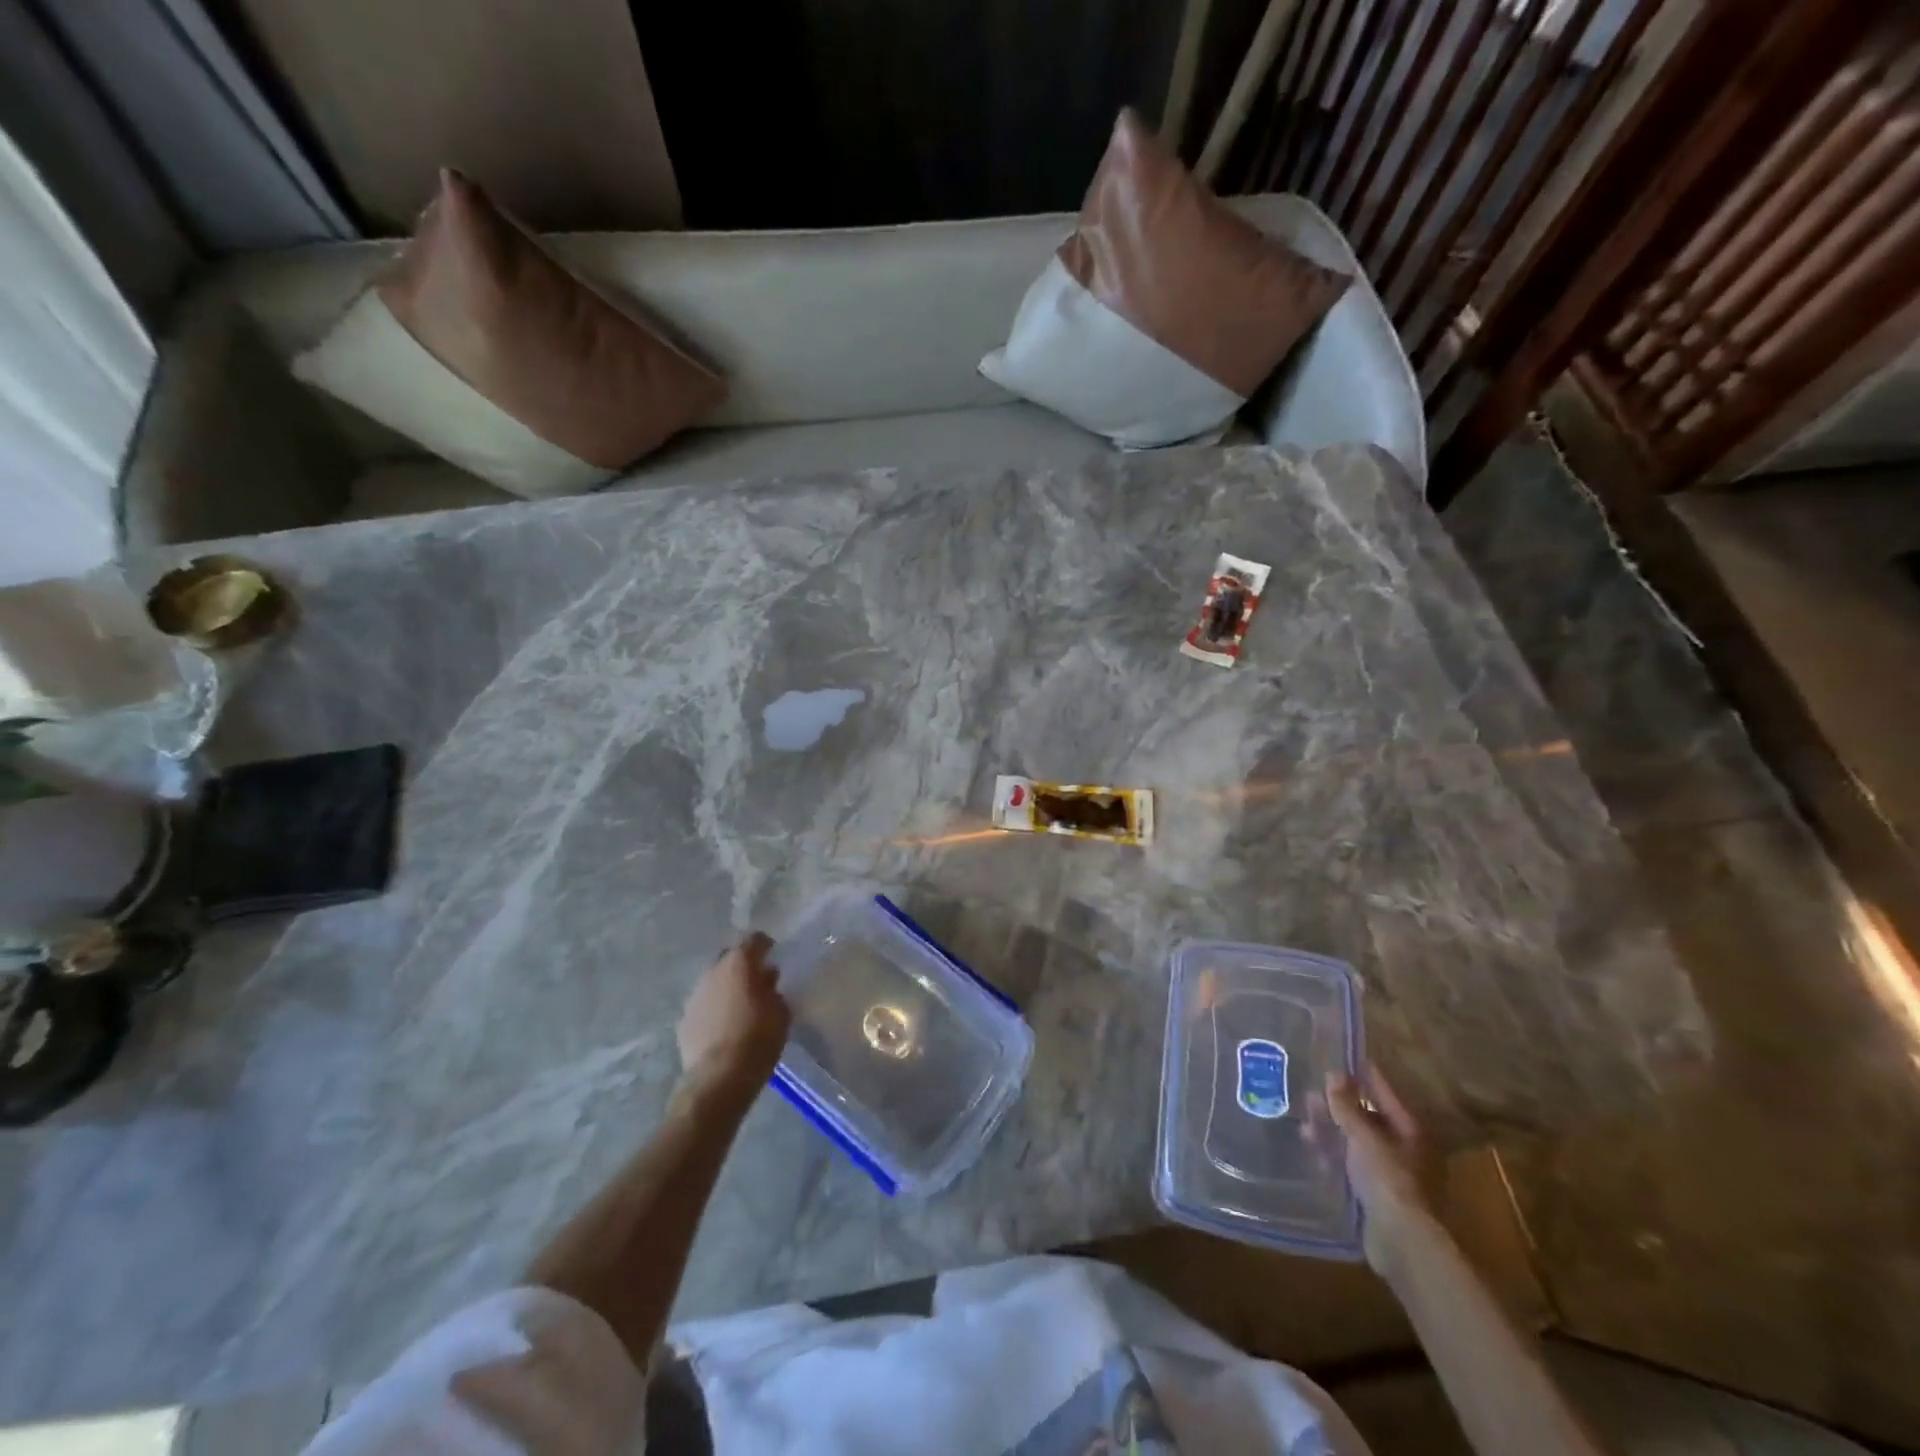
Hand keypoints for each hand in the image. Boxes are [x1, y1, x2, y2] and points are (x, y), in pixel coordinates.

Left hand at [678, 933, 790, 1092]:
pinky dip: (714, 1009)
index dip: (765, 945)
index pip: (754, 940)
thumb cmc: (759, 1037)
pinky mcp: (684, 1020)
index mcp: (739, 963)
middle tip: (757, 980)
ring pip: (714, 982)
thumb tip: (765, 979)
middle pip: (729, 958)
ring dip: (726, 988)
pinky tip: (725, 1026)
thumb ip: (772, 989)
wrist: (720, 1076)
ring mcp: (695, 996)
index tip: (773, 953)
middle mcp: (713, 972)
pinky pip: (704, 1005)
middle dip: (742, 965)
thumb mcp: (781, 1011)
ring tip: (740, 1005)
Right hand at [1326, 1068, 1444, 1268]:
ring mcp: (1391, 1173)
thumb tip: (1333, 1073)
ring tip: (1304, 1123)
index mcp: (1410, 1130)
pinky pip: (1351, 1165)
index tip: (1338, 1057)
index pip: (1383, 1091)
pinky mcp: (1377, 1195)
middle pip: (1368, 1118)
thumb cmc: (1388, 1179)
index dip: (1361, 1074)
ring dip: (1332, 1131)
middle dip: (1339, 1106)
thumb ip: (1346, 1106)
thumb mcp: (1363, 1136)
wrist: (1401, 1241)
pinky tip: (1313, 1150)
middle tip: (1310, 1094)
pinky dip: (1334, 1156)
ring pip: (1357, 1142)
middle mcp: (1404, 1149)